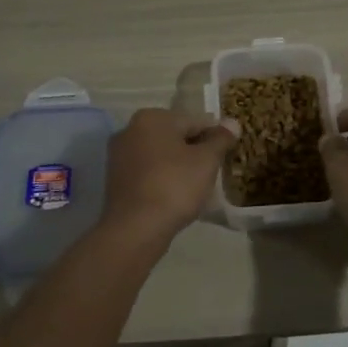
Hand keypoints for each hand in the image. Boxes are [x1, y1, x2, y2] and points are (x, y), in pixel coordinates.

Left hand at [101, 108, 239, 247]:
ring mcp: (119, 156)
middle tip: (213, 172)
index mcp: (152, 117)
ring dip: (178, 166)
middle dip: (194, 151)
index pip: (194, 121)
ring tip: (196, 188)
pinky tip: (175, 197)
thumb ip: (221, 139)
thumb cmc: (175, 186)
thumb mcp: (206, 160)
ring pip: (160, 156)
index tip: (226, 155)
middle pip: (175, 137)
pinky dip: (162, 180)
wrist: (135, 229)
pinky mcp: (115, 180)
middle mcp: (130, 129)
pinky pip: (148, 173)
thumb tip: (232, 122)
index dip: (214, 137)